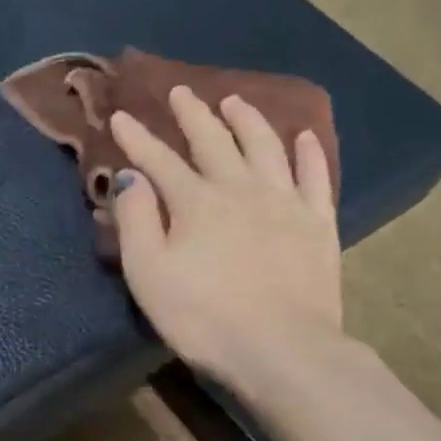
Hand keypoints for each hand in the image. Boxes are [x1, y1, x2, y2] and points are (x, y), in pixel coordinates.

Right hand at [109, 88, 345, 400]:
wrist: (282, 349)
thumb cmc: (203, 317)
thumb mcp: (148, 273)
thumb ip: (135, 220)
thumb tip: (130, 176)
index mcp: (196, 201)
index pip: (159, 160)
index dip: (138, 138)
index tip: (122, 115)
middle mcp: (241, 188)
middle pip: (214, 141)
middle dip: (193, 114)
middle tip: (181, 91)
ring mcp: (285, 202)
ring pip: (265, 147)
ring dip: (247, 120)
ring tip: (235, 100)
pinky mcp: (319, 224)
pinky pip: (314, 177)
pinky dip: (307, 153)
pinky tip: (302, 137)